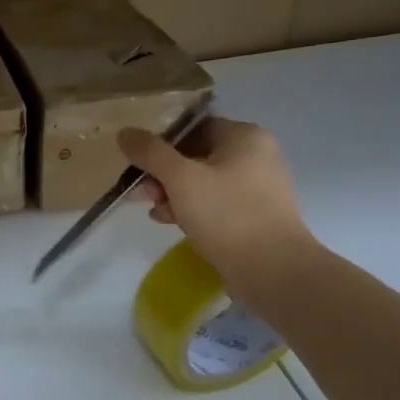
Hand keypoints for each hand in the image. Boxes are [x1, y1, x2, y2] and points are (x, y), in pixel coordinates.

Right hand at [119, 118, 318, 296]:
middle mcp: (256, 155)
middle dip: (163, 174)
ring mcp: (258, 187)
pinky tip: (172, 222)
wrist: (274, 272)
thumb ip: (150, 152)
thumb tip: (125, 132)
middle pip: (195, 155)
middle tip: (143, 193)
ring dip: (173, 193)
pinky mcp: (254, 215)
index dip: (161, 143)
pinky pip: (215, 202)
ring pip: (202, 181)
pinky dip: (192, 209)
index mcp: (245, 137)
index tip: (138, 163)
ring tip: (155, 212)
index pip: (193, 127)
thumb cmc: (227, 215)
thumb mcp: (180, 179)